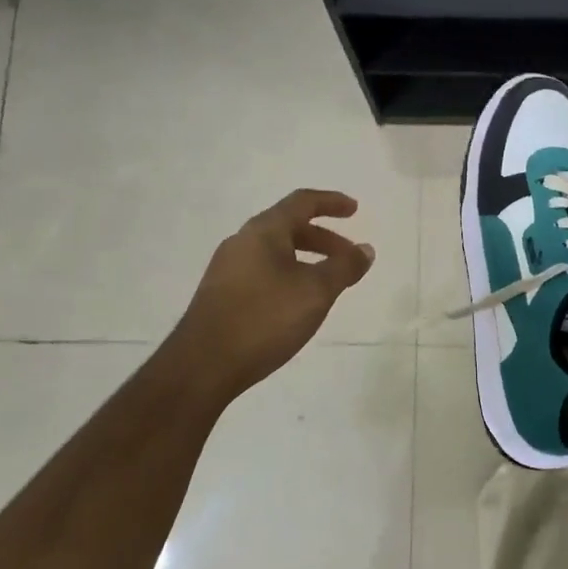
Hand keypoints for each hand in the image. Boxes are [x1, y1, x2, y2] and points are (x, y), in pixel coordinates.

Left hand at [169, 189, 374, 400]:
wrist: (202, 366)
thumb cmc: (265, 318)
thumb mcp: (316, 292)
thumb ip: (344, 267)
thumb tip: (365, 249)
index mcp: (264, 231)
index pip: (302, 202)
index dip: (331, 202)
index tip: (354, 210)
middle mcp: (242, 242)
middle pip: (289, 227)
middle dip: (324, 239)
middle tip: (349, 256)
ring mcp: (227, 269)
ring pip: (276, 252)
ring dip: (307, 259)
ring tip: (327, 284)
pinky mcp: (221, 295)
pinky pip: (263, 272)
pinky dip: (289, 275)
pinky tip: (297, 304)